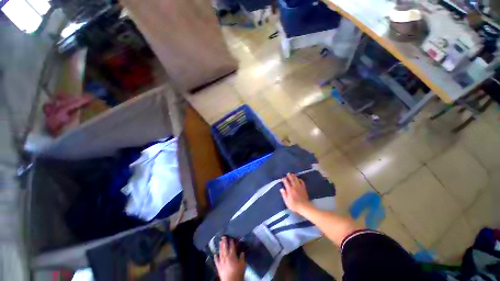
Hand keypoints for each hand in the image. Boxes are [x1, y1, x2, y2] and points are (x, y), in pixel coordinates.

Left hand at [214, 236, 245, 280]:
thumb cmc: (238, 272)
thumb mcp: (243, 264)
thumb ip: (242, 257)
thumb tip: (242, 252)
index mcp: (232, 255)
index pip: (232, 246)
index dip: (231, 241)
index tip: (230, 237)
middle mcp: (226, 256)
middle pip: (225, 247)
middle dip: (224, 241)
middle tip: (223, 236)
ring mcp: (221, 261)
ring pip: (220, 252)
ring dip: (220, 247)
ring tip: (220, 241)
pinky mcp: (218, 267)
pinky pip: (216, 261)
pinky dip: (215, 257)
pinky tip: (215, 254)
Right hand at [280, 173, 311, 213]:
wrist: (304, 207)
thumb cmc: (294, 205)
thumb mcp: (287, 201)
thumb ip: (284, 195)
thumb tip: (281, 189)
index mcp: (289, 189)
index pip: (286, 182)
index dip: (284, 179)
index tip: (282, 178)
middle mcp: (294, 186)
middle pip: (291, 179)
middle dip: (289, 176)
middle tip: (288, 173)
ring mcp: (299, 187)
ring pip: (296, 179)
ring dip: (294, 176)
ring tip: (292, 174)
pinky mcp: (303, 188)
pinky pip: (302, 182)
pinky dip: (300, 179)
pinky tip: (299, 179)